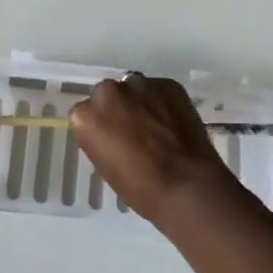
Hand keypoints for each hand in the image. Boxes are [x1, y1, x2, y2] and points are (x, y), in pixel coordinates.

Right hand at [70, 73, 235, 226]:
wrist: (187, 186)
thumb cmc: (141, 188)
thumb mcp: (106, 167)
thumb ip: (102, 139)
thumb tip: (112, 132)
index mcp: (86, 116)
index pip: (85, 113)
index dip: (99, 127)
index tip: (110, 139)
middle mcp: (108, 92)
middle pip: (107, 94)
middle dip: (117, 108)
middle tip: (133, 130)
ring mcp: (139, 84)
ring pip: (134, 88)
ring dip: (140, 101)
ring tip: (156, 124)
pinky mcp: (168, 83)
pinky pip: (159, 90)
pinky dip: (163, 102)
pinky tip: (173, 122)